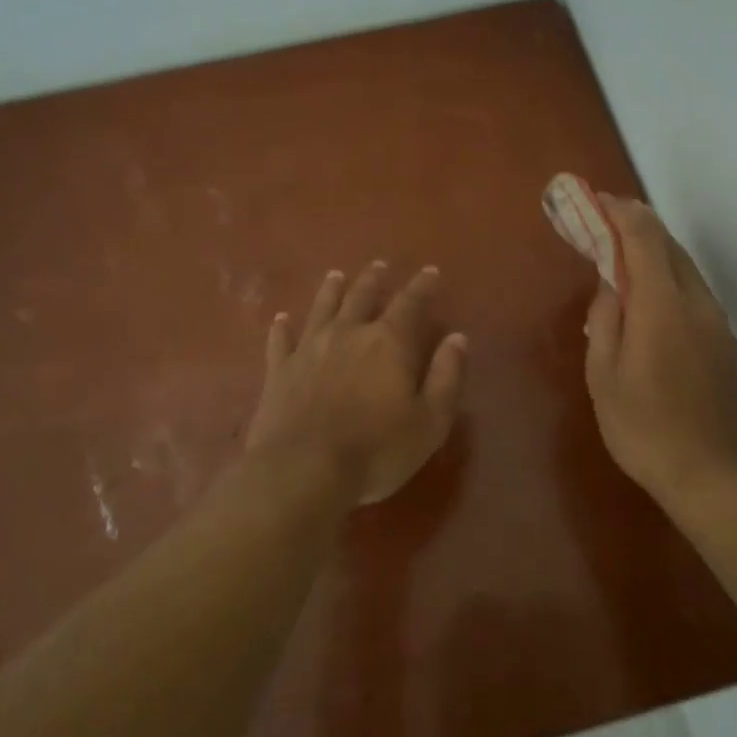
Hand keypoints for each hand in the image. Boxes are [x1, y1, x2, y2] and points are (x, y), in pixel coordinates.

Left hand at [246, 262, 467, 505]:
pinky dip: (282, 327)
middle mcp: (348, 334)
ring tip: (336, 275)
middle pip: (362, 296)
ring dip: (331, 290)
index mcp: (389, 342)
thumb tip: (457, 338)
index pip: (410, 303)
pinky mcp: (279, 370)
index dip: (422, 285)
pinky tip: (281, 319)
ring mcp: (309, 349)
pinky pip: (280, 340)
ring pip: (322, 308)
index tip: (430, 271)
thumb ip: (446, 376)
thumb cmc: (377, 450)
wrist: (302, 470)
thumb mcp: (430, 421)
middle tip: (379, 265)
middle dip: (374, 279)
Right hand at [583, 197, 736, 506]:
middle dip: (636, 225)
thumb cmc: (646, 430)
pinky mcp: (725, 342)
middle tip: (602, 221)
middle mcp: (696, 302)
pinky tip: (648, 294)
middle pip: (668, 245)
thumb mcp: (605, 377)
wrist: (716, 477)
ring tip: (620, 252)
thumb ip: (606, 320)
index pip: (644, 238)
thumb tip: (610, 284)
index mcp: (663, 306)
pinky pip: (692, 291)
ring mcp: (717, 322)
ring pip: (684, 267)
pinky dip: (667, 276)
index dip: (619, 213)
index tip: (595, 201)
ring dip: (653, 250)